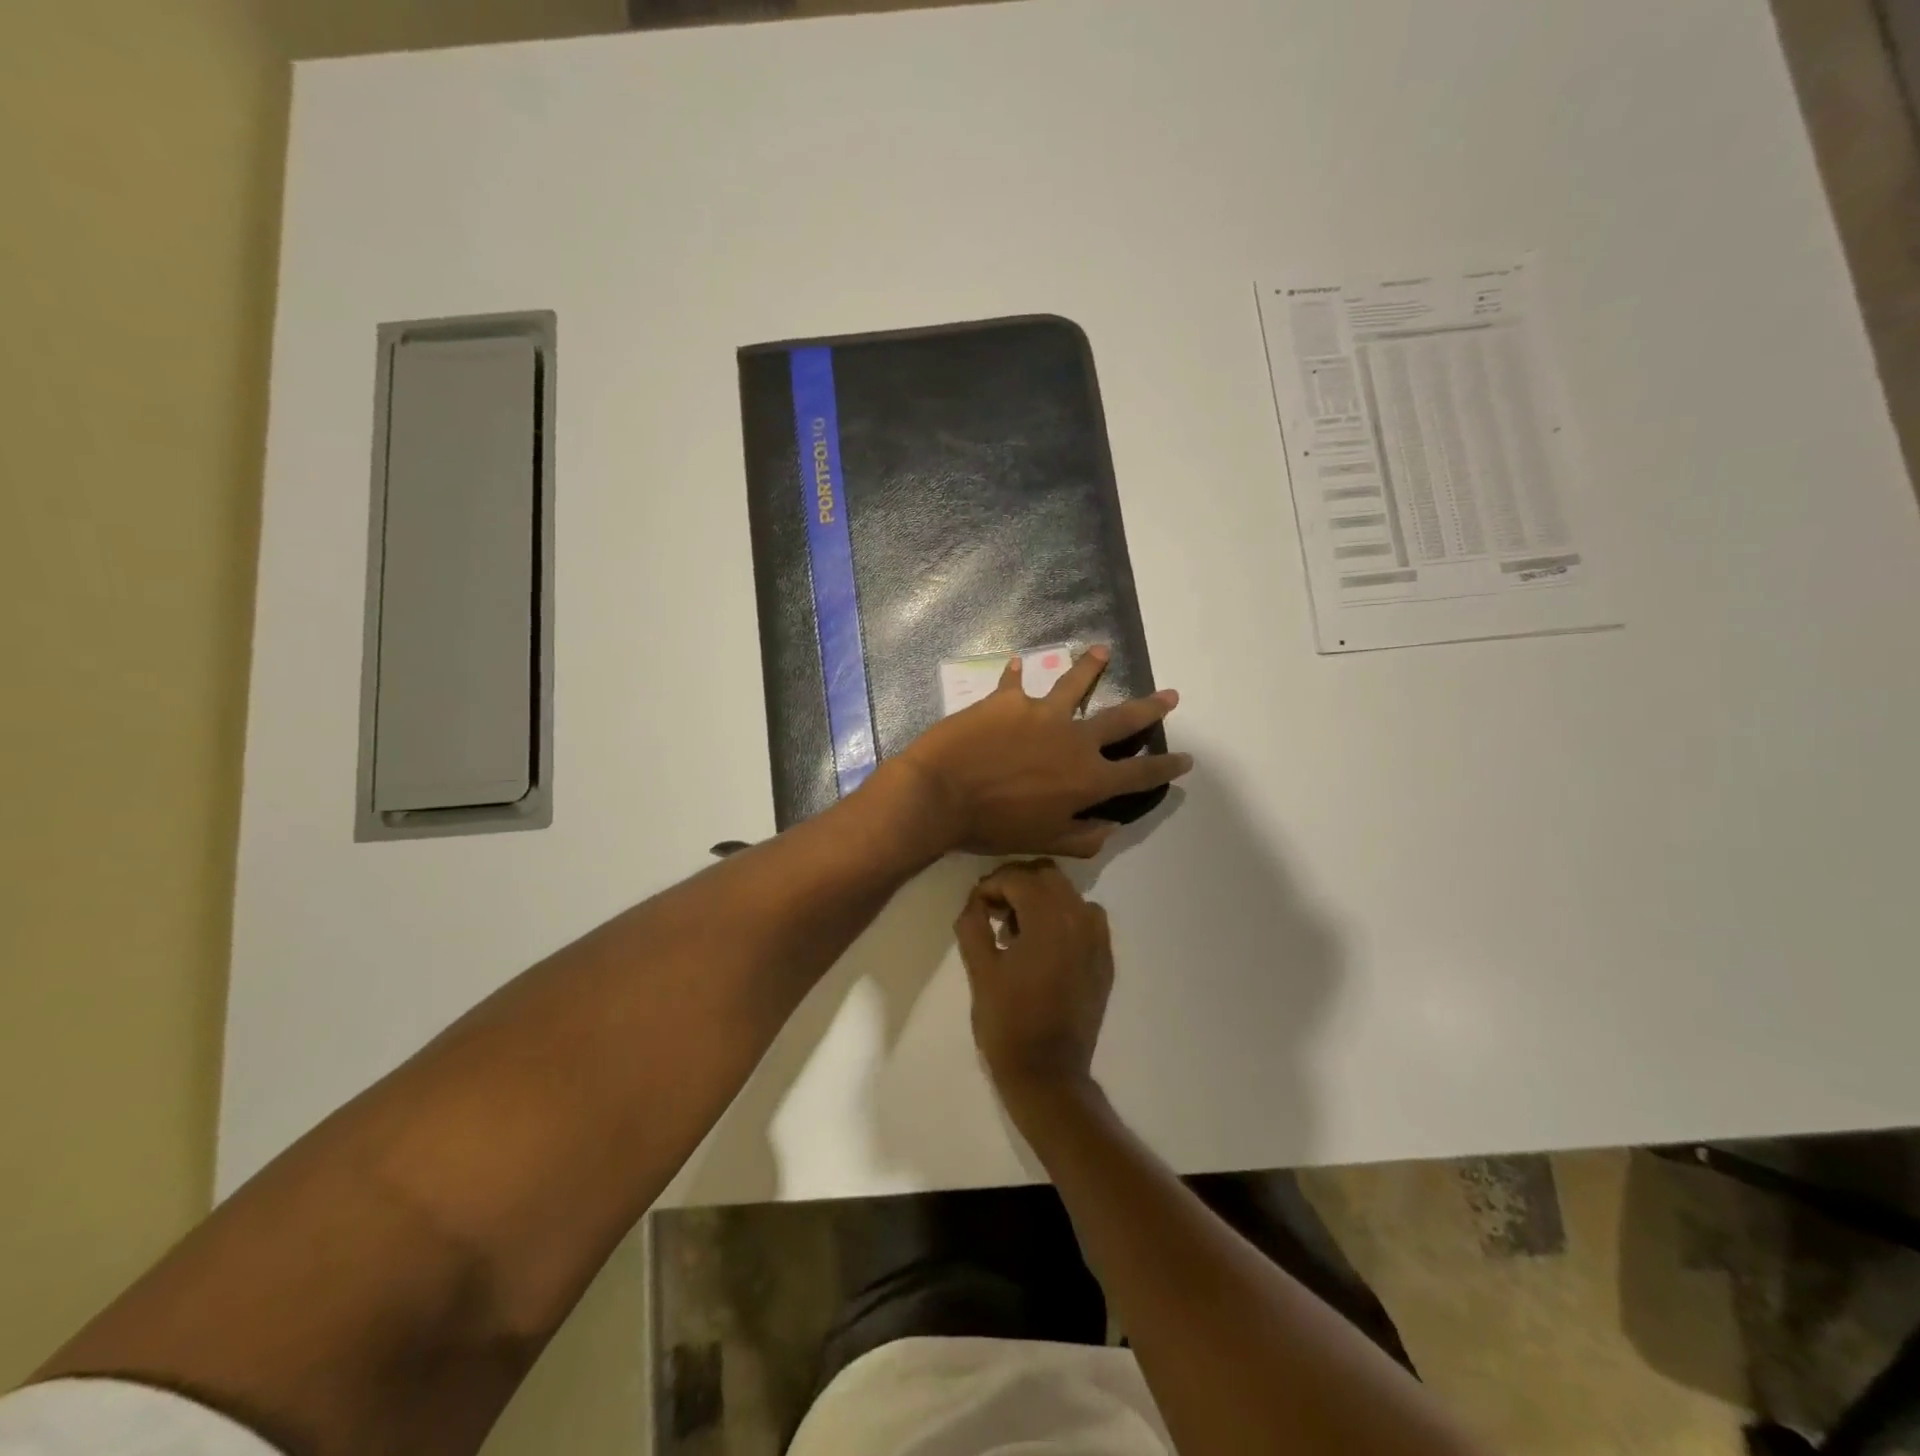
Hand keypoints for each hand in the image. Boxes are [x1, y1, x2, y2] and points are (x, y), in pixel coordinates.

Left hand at [896, 645, 1191, 857]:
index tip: (1186, 759)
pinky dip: (1017, 672)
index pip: (1139, 774)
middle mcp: (1074, 739)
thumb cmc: (993, 827)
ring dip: (1091, 666)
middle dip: (1150, 708)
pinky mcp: (1007, 699)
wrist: (941, 795)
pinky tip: (1019, 663)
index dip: (1165, 767)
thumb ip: (1084, 838)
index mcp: (1088, 779)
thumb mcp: (1045, 842)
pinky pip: (1015, 681)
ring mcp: (1041, 713)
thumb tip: (1111, 826)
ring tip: (1102, 651)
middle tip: (1170, 695)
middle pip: (1121, 720)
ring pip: (1075, 683)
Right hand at [954, 861, 1113, 1099]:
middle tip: (993, 912)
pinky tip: (1042, 946)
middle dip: (1016, 885)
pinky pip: (1084, 918)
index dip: (990, 886)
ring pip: (1067, 894)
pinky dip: (1062, 918)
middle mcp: (1081, 919)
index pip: (1017, 878)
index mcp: (1050, 919)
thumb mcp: (980, 970)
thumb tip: (975, 901)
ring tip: (1015, 931)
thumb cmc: (1008, 1022)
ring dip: (1039, 899)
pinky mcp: (1104, 959)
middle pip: (1046, 876)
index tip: (975, 907)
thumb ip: (973, 924)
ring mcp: (1098, 939)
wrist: (1049, 1073)